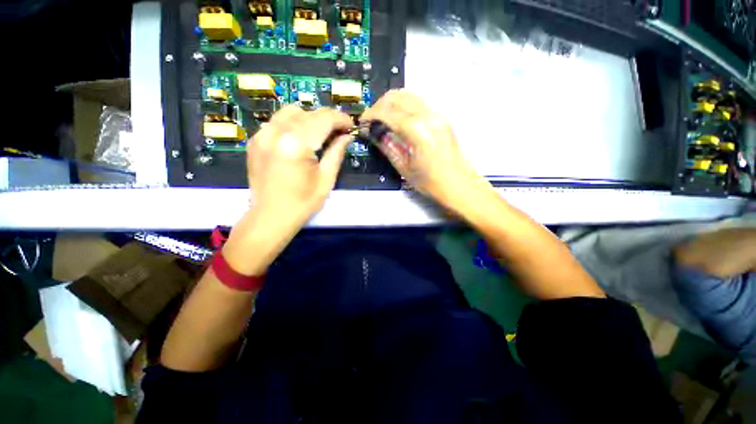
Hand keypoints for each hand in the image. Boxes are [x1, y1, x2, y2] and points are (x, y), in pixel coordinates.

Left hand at [247, 105, 352, 230]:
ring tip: (320, 135)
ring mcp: (262, 134)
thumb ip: (337, 153)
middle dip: (328, 119)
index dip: (341, 119)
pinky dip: (294, 124)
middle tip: (339, 132)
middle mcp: (276, 132)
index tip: (351, 125)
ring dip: (310, 119)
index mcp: (296, 144)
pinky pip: (278, 122)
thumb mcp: (326, 179)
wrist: (270, 217)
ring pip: (291, 112)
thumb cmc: (302, 203)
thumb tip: (347, 136)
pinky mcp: (256, 140)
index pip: (323, 119)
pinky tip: (301, 140)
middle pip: (308, 112)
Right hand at [360, 90, 491, 211]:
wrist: (459, 184)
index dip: (371, 114)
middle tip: (372, 120)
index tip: (363, 122)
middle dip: (380, 105)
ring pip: (409, 95)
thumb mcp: (404, 167)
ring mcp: (437, 114)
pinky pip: (418, 103)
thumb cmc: (430, 182)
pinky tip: (399, 120)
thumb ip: (387, 146)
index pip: (387, 112)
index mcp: (416, 130)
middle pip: (397, 96)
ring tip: (384, 119)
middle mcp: (427, 115)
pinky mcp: (442, 117)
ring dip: (392, 103)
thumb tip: (373, 133)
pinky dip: (404, 106)